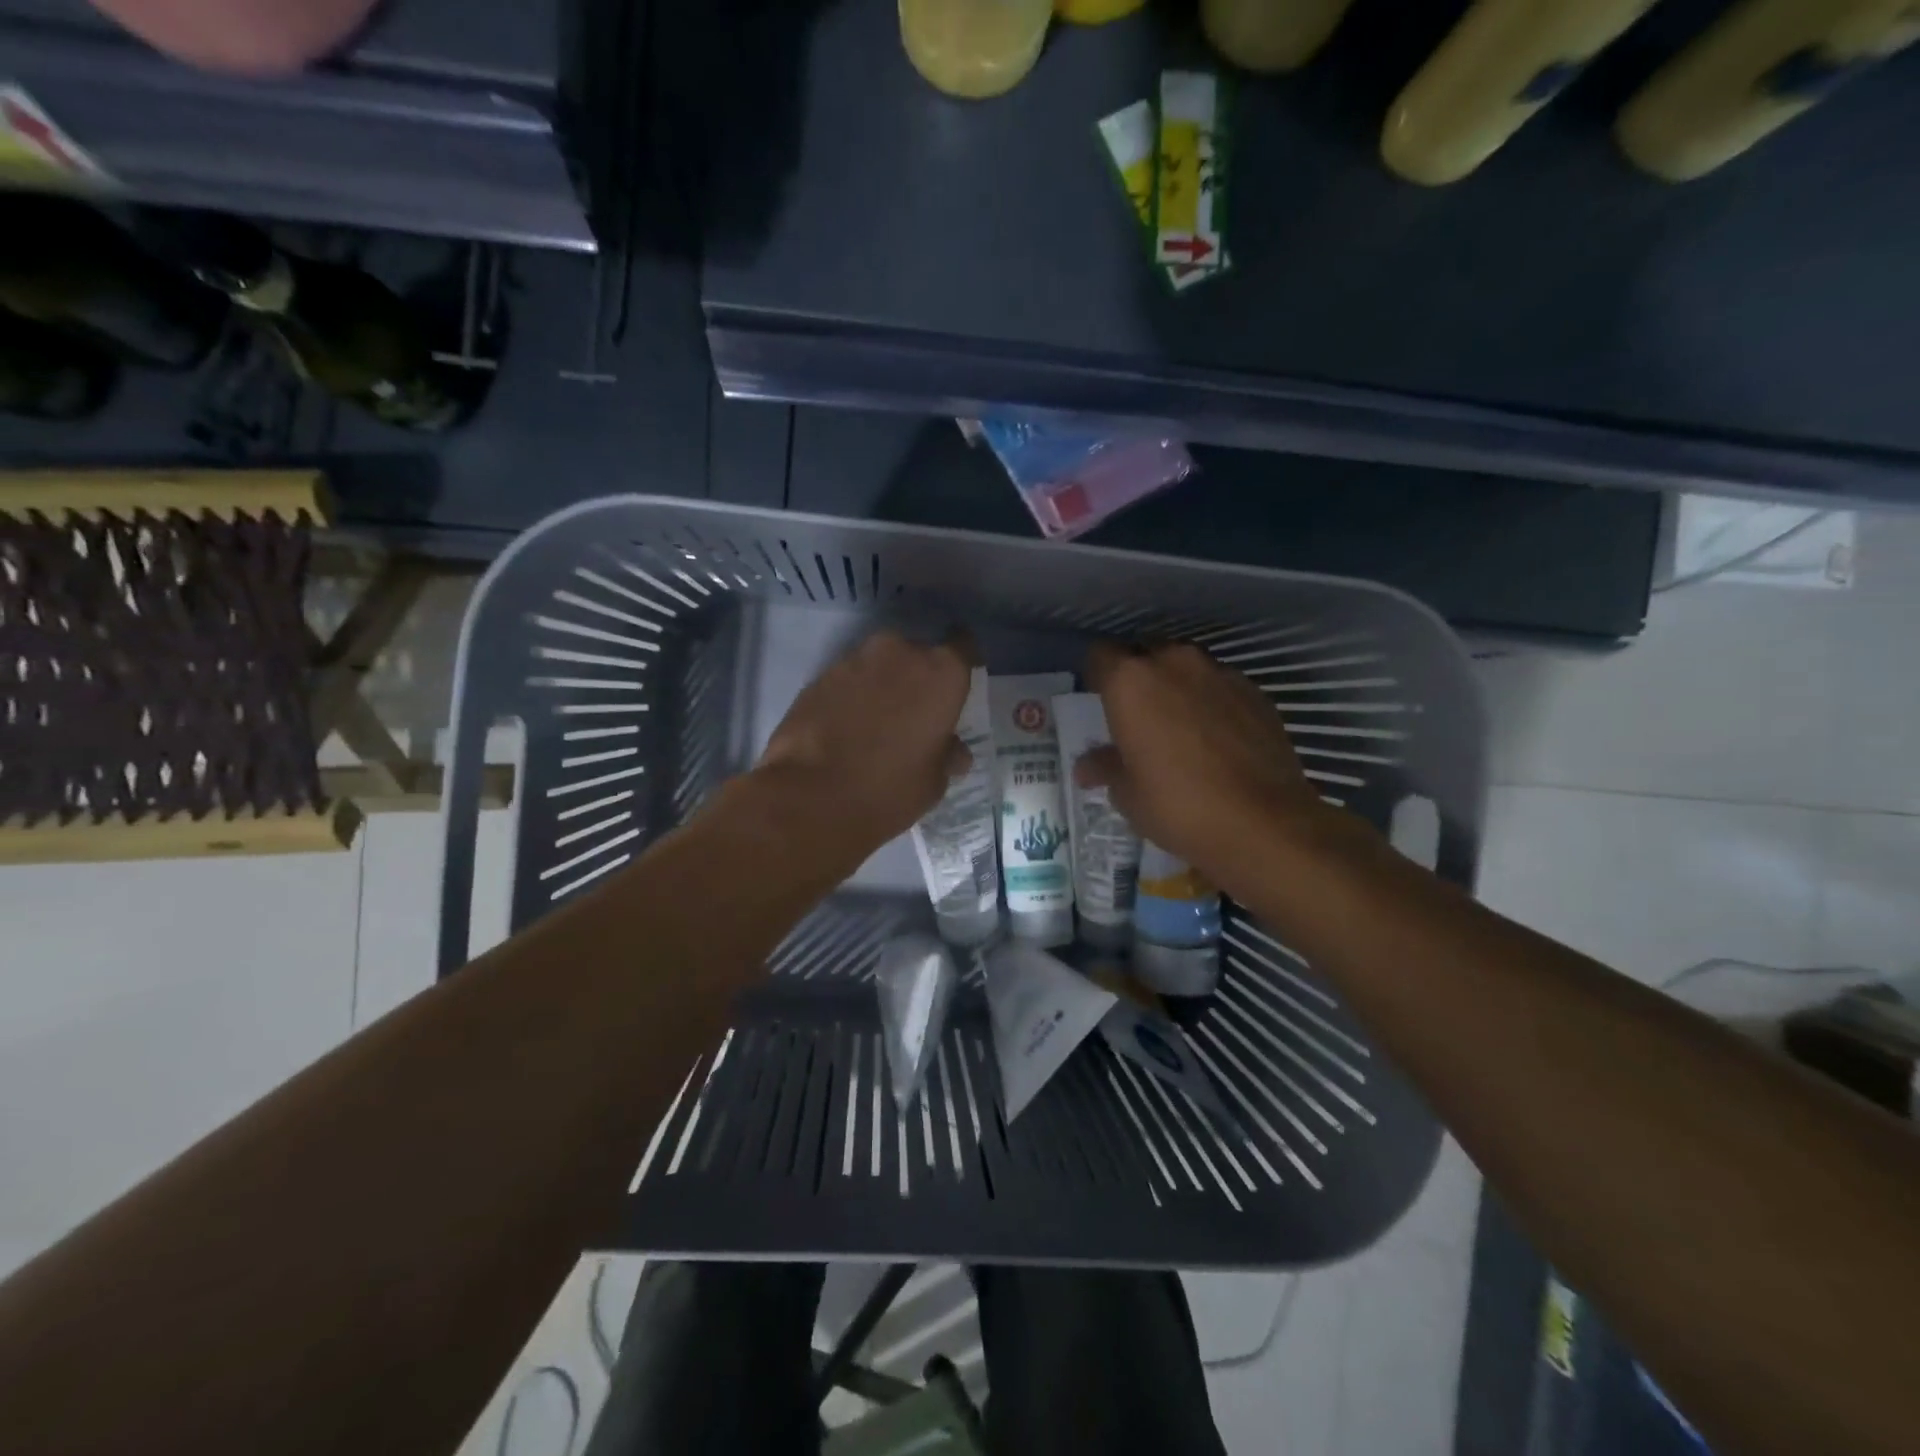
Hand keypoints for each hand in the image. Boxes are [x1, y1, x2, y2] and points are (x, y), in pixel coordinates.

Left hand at [753, 630, 972, 861]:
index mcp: (941, 673)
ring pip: (879, 665)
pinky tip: (845, 728)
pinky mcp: (819, 676)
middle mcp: (900, 653)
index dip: (961, 662)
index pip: (964, 646)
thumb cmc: (890, 789)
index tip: (955, 685)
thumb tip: (953, 751)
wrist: (811, 797)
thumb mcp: (933, 781)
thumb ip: (947, 754)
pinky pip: (847, 680)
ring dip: (881, 685)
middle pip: (917, 654)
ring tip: (875, 724)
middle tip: (913, 713)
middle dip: (916, 677)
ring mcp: (855, 660)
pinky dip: (851, 696)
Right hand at [1077, 641, 1330, 890]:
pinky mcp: (1256, 692)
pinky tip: (1215, 740)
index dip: (1097, 677)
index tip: (1100, 703)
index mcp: (1131, 681)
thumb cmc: (1177, 805)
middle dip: (1138, 679)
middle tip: (1137, 717)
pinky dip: (1211, 703)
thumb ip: (1106, 768)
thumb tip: (1088, 766)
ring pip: (1185, 669)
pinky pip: (1219, 687)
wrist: (1264, 823)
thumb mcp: (1127, 794)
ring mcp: (1220, 673)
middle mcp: (1174, 663)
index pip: (1100, 656)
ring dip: (1176, 689)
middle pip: (1145, 655)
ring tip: (1178, 728)